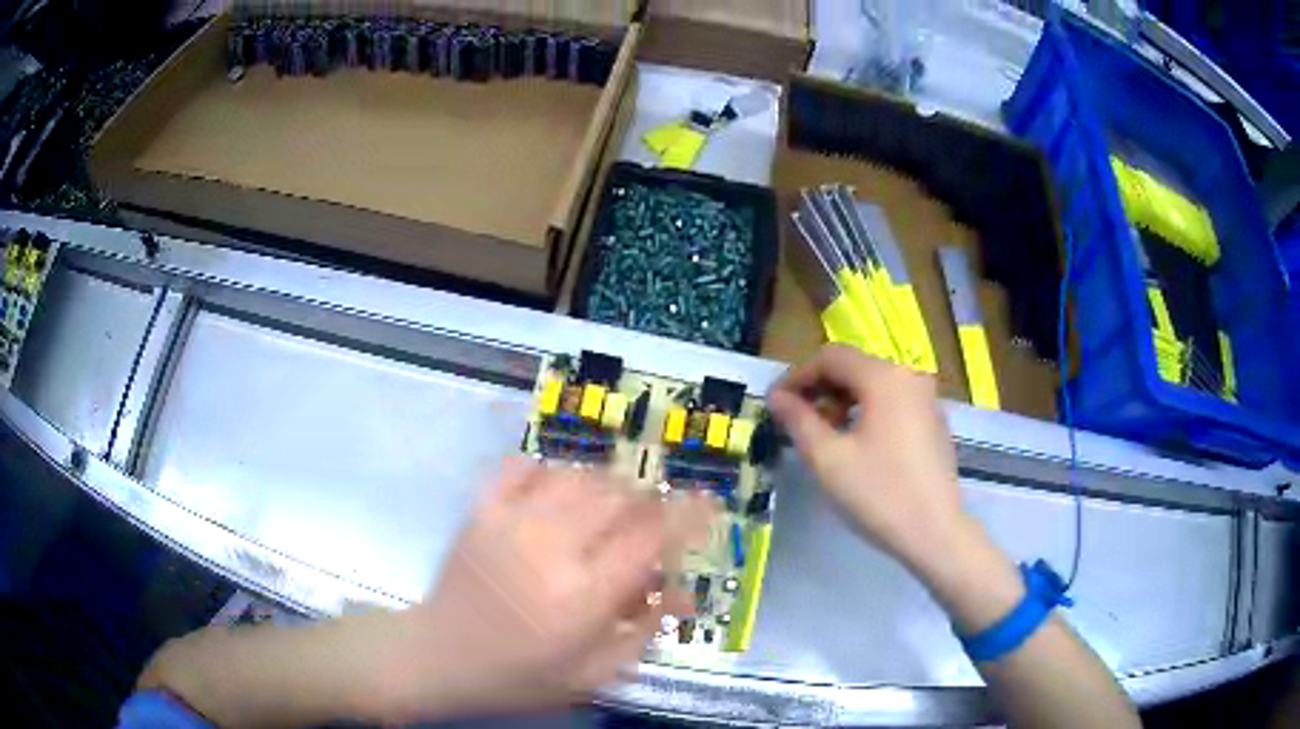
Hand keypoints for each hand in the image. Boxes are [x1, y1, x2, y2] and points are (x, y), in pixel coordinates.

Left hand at [375, 457, 712, 721]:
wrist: (438, 659)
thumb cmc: (522, 676)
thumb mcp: (595, 673)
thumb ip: (645, 629)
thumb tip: (686, 591)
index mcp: (583, 596)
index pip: (651, 537)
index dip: (688, 515)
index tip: (709, 503)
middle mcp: (551, 548)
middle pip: (619, 496)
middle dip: (649, 500)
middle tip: (653, 519)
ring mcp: (510, 522)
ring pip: (578, 475)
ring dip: (607, 483)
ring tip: (611, 508)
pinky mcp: (480, 510)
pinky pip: (523, 465)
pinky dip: (550, 468)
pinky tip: (558, 489)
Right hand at [767, 345, 967, 574]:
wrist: (935, 533)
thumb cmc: (879, 494)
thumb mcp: (828, 459)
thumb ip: (798, 421)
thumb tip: (777, 397)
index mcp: (884, 377)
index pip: (831, 357)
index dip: (797, 376)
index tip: (776, 403)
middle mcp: (909, 376)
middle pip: (855, 366)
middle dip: (820, 388)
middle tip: (795, 419)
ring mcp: (926, 398)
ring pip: (874, 384)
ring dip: (843, 400)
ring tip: (824, 434)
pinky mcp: (934, 421)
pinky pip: (893, 402)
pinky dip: (868, 411)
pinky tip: (857, 443)